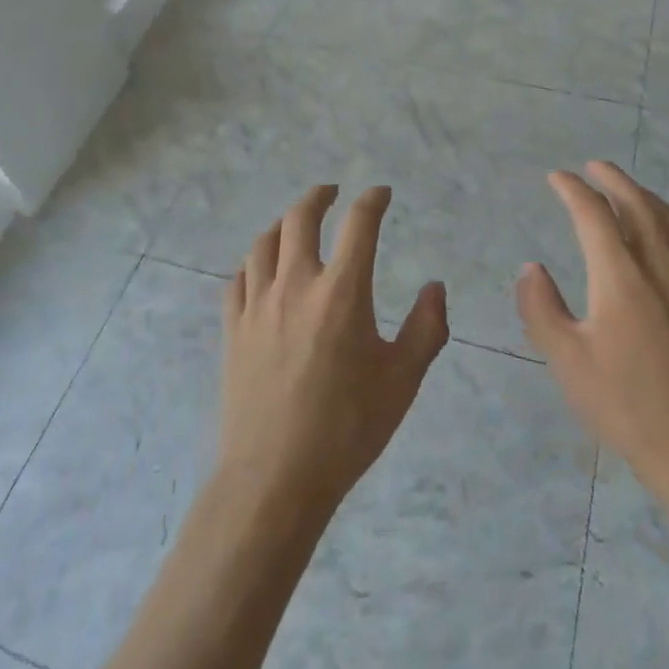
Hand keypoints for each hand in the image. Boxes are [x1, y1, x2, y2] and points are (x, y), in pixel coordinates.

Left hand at [218, 185, 448, 520]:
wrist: (275, 476)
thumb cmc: (347, 427)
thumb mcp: (403, 380)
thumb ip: (427, 328)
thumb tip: (435, 288)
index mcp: (342, 292)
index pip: (359, 225)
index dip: (372, 200)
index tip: (381, 193)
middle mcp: (296, 285)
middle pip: (300, 218)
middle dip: (319, 196)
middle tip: (332, 192)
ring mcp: (258, 305)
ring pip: (264, 243)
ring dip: (283, 223)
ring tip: (295, 223)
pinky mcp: (233, 329)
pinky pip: (239, 278)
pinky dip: (254, 262)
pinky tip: (261, 268)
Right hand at [519, 162, 668, 501]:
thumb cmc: (626, 405)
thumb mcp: (568, 361)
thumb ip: (542, 309)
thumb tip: (530, 268)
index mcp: (621, 276)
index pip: (594, 216)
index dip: (573, 190)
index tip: (555, 177)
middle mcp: (658, 268)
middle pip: (638, 205)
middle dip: (614, 180)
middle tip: (593, 166)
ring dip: (645, 195)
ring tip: (628, 188)